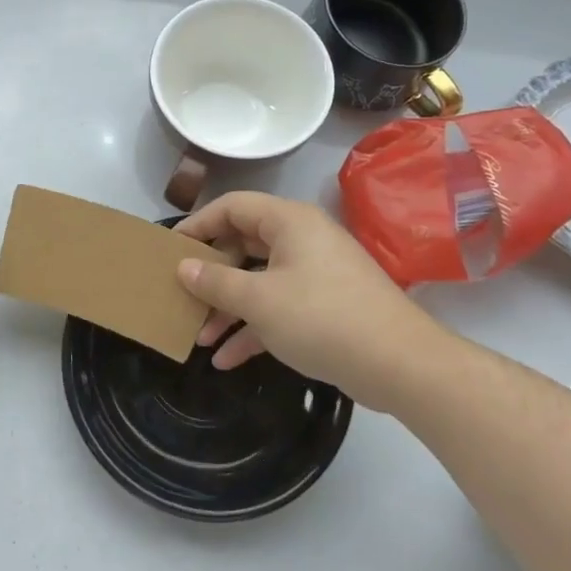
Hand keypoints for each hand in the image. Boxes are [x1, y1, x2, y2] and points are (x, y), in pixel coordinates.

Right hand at [174, 191, 447, 410]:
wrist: (399, 364)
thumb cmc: (321, 317)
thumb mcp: (259, 300)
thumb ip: (216, 282)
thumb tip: (183, 267)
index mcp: (288, 222)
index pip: (232, 207)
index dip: (198, 224)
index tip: (171, 248)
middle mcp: (302, 239)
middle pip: (244, 245)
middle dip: (211, 276)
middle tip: (183, 295)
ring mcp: (316, 274)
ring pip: (260, 281)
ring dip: (229, 308)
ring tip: (199, 337)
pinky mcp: (325, 306)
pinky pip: (279, 307)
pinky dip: (254, 328)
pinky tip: (227, 359)